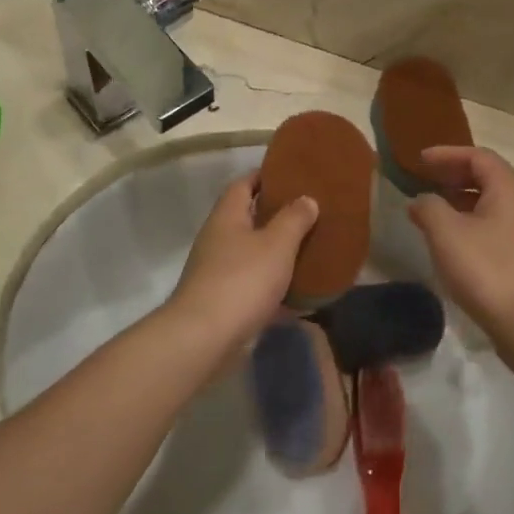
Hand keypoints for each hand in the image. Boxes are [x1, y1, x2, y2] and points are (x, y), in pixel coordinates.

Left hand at [167, 174, 317, 350]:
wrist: (204, 337)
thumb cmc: (243, 280)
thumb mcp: (277, 244)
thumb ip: (294, 219)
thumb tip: (306, 198)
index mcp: (227, 216)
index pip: (244, 184)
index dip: (266, 177)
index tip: (293, 176)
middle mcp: (217, 239)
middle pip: (248, 218)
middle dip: (276, 216)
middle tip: (309, 214)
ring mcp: (217, 271)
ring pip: (251, 254)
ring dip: (276, 253)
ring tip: (309, 251)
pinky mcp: (222, 300)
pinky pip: (252, 286)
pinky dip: (273, 287)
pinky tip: (298, 295)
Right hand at [406, 147, 513, 360]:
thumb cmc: (486, 269)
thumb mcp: (446, 232)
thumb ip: (428, 207)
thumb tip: (421, 200)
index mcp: (508, 188)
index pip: (478, 156)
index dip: (447, 154)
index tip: (420, 159)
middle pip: (486, 177)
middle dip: (453, 175)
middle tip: (424, 179)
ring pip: (489, 203)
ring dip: (460, 200)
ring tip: (432, 208)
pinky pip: (493, 224)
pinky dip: (469, 221)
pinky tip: (450, 239)